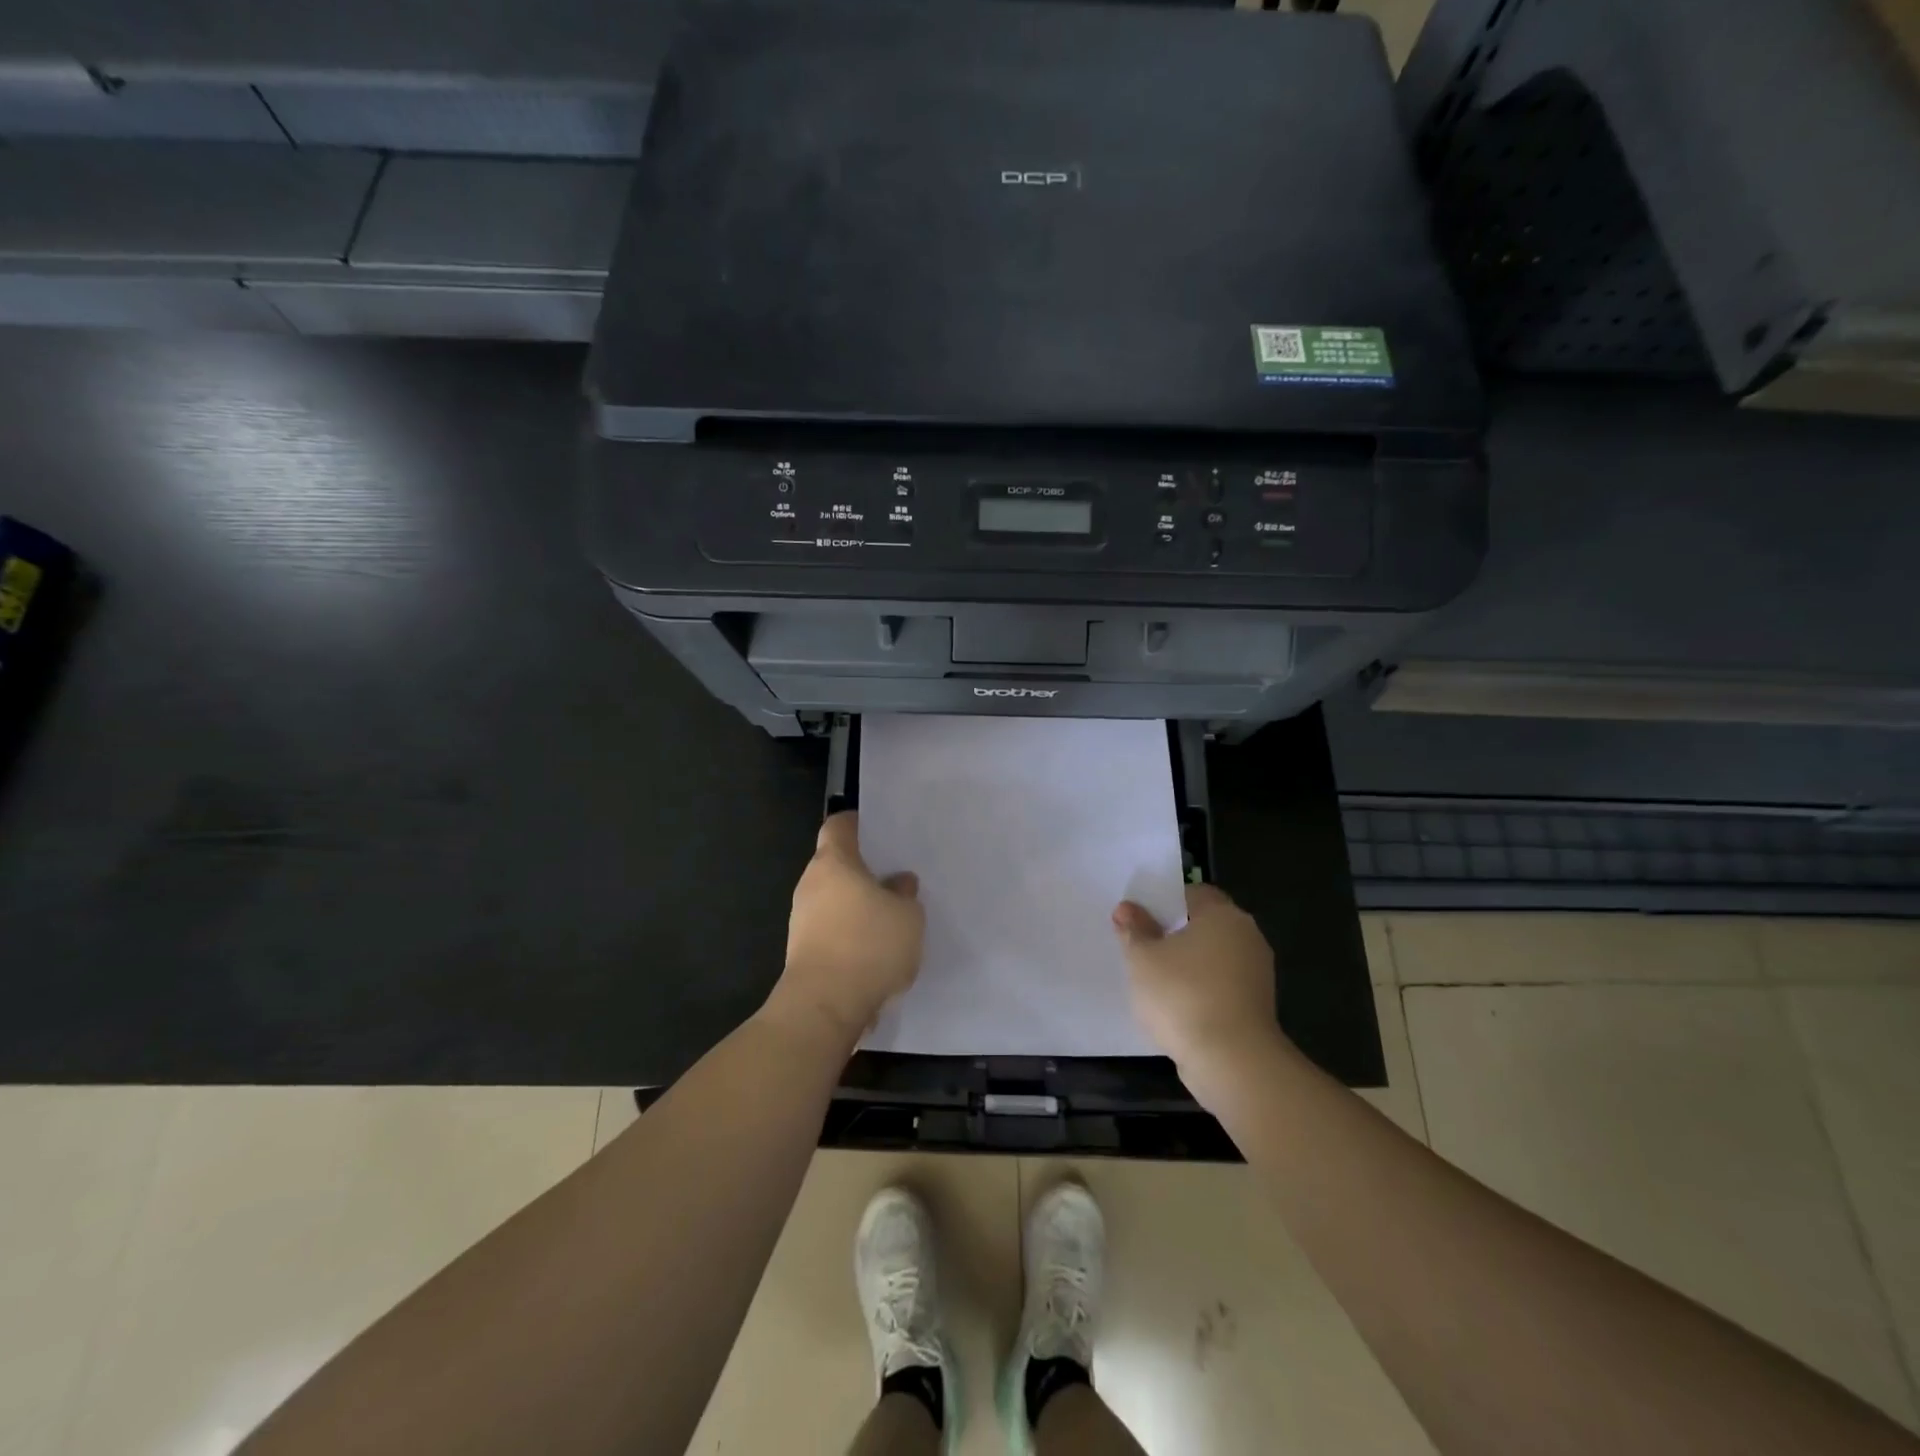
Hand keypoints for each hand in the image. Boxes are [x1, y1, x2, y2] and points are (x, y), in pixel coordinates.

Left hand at [768, 812, 924, 1042]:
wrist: (824, 1007)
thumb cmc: (868, 945)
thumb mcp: (908, 916)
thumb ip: (905, 894)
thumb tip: (898, 883)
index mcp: (833, 862)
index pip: (838, 826)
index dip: (857, 823)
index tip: (878, 828)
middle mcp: (811, 884)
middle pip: (835, 864)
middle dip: (863, 869)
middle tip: (895, 875)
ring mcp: (802, 920)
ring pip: (833, 899)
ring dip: (857, 905)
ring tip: (891, 915)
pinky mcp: (803, 952)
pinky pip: (831, 930)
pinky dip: (850, 933)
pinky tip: (876, 949)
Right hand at [1114, 884, 1286, 1095]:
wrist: (1232, 1061)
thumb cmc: (1182, 995)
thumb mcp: (1142, 958)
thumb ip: (1134, 929)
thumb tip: (1127, 908)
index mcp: (1222, 914)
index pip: (1192, 893)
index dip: (1164, 902)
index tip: (1139, 919)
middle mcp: (1246, 936)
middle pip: (1204, 925)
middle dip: (1174, 934)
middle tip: (1141, 947)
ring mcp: (1256, 973)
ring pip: (1213, 957)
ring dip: (1188, 965)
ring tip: (1154, 981)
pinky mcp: (1257, 1006)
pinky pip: (1221, 985)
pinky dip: (1201, 990)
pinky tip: (1176, 1006)